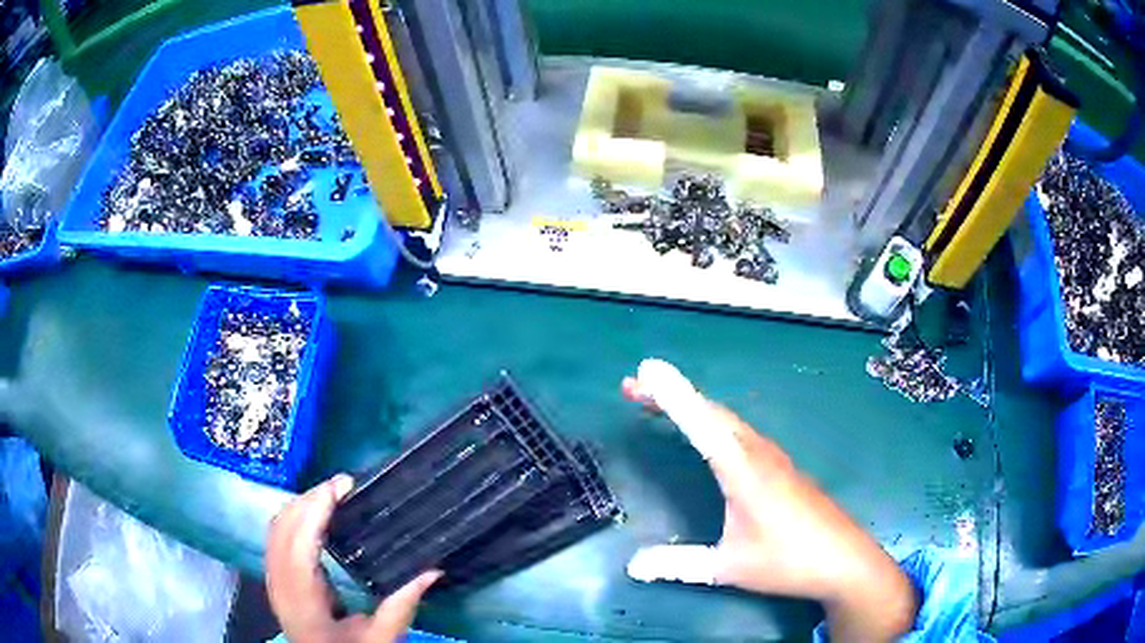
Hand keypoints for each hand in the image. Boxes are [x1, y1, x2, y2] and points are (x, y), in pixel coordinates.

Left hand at [267, 475, 440, 642]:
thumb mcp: (381, 639)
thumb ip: (402, 606)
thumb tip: (433, 571)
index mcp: (302, 600)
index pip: (299, 542)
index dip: (315, 508)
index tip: (342, 486)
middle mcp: (279, 584)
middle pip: (282, 527)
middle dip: (309, 499)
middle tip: (342, 486)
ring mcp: (272, 580)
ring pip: (275, 528)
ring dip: (300, 505)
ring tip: (331, 495)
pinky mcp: (275, 579)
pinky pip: (276, 536)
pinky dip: (293, 518)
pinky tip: (314, 515)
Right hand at [623, 360, 916, 641]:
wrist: (844, 560)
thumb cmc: (789, 561)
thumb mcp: (729, 568)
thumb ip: (679, 565)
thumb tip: (632, 566)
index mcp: (744, 471)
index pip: (703, 425)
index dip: (673, 396)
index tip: (647, 370)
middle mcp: (758, 454)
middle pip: (711, 412)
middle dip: (672, 395)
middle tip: (633, 387)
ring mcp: (773, 458)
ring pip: (727, 420)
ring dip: (692, 407)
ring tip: (657, 403)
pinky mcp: (781, 466)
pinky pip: (739, 432)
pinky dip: (712, 422)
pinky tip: (705, 433)